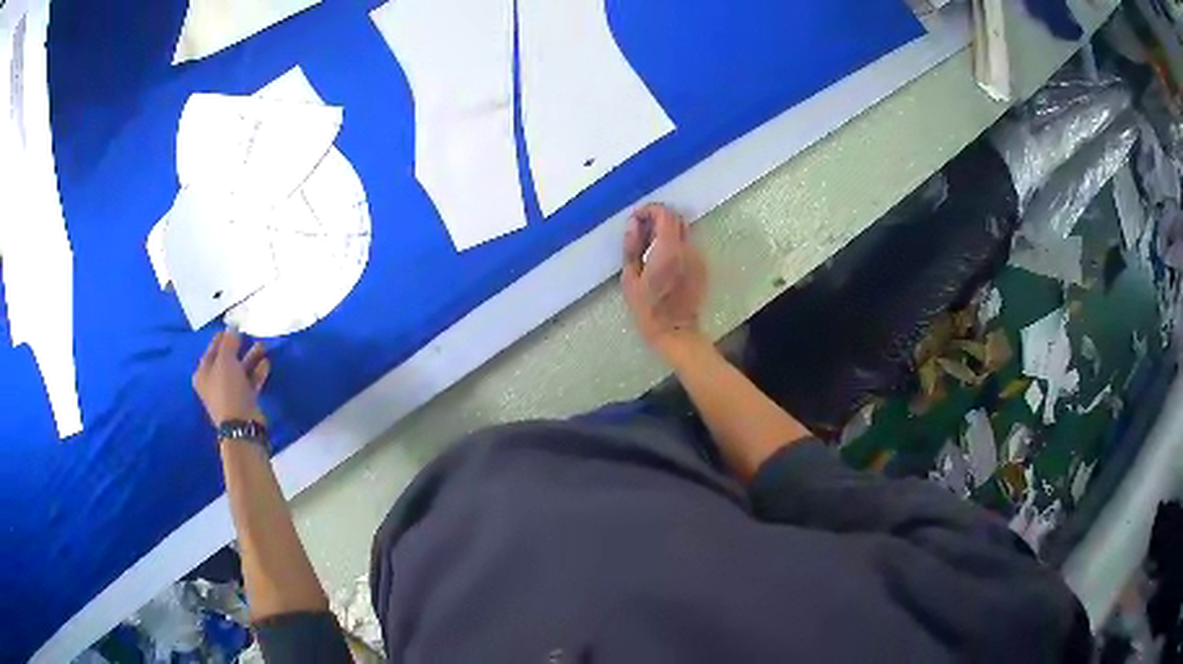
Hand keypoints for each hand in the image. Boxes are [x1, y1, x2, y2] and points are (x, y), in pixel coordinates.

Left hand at [193, 330, 270, 426]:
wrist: (241, 425)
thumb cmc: (227, 389)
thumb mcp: (225, 360)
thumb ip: (229, 342)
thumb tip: (232, 327)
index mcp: (203, 373)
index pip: (212, 349)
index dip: (222, 337)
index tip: (234, 326)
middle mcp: (214, 383)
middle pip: (226, 359)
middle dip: (238, 347)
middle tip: (249, 335)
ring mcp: (229, 393)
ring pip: (240, 370)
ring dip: (250, 358)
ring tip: (262, 347)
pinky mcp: (243, 401)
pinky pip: (250, 382)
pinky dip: (257, 372)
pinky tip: (266, 364)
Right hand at [621, 203, 707, 357]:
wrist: (676, 332)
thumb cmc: (648, 309)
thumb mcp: (630, 278)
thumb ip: (631, 247)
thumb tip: (633, 224)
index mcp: (669, 250)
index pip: (665, 214)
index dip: (649, 210)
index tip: (636, 219)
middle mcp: (688, 249)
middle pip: (677, 219)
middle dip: (658, 218)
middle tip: (641, 231)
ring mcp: (698, 258)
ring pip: (684, 232)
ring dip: (667, 231)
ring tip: (649, 247)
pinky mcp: (702, 267)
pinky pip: (689, 246)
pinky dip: (675, 244)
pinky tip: (662, 260)